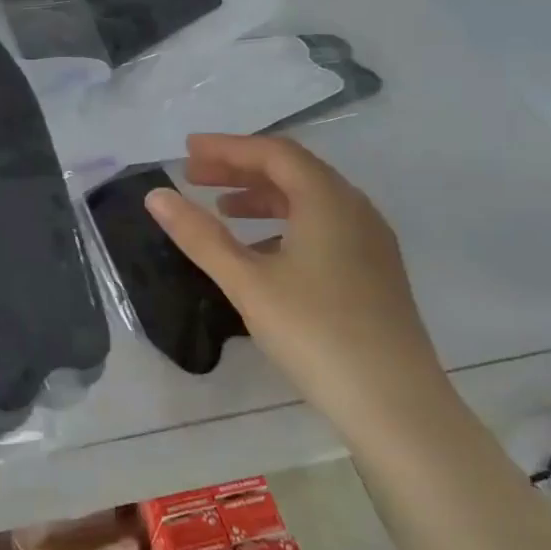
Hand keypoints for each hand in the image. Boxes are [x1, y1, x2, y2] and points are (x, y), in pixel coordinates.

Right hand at [144, 133, 445, 425]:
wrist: (394, 402)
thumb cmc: (314, 332)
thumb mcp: (247, 281)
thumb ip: (200, 235)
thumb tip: (156, 195)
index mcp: (328, 200)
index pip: (273, 153)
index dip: (227, 148)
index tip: (186, 151)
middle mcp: (355, 209)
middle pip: (293, 171)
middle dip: (241, 169)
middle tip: (195, 176)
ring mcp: (370, 242)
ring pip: (310, 201)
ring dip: (262, 197)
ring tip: (221, 210)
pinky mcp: (374, 272)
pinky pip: (323, 227)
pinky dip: (285, 224)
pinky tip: (261, 252)